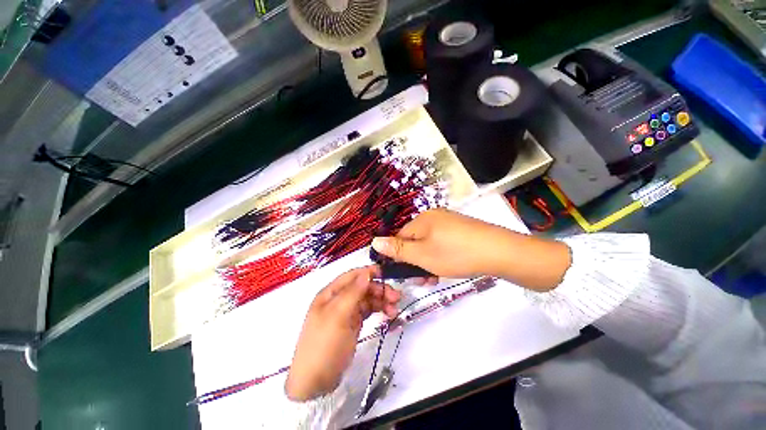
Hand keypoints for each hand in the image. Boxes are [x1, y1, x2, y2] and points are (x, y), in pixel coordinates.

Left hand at [285, 266, 400, 400]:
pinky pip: (368, 311)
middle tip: (396, 296)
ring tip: (395, 309)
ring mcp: (346, 312)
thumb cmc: (324, 344)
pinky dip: (379, 310)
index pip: (352, 276)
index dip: (368, 272)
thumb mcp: (337, 316)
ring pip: (367, 299)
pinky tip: (389, 314)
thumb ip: (353, 292)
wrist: (315, 382)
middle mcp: (339, 299)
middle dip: (379, 289)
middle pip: (362, 287)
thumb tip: (366, 273)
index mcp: (331, 293)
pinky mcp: (353, 324)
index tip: (386, 273)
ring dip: (382, 300)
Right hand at [371, 209, 570, 290]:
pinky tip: (447, 267)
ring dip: (427, 262)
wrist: (500, 252)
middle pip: (415, 240)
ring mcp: (449, 223)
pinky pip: (442, 243)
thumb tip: (374, 241)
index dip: (399, 255)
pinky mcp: (460, 230)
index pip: (400, 237)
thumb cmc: (456, 254)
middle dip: (415, 261)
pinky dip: (440, 256)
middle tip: (422, 280)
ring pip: (429, 244)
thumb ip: (397, 250)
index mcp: (422, 219)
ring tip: (434, 278)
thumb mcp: (423, 255)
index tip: (404, 274)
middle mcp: (434, 217)